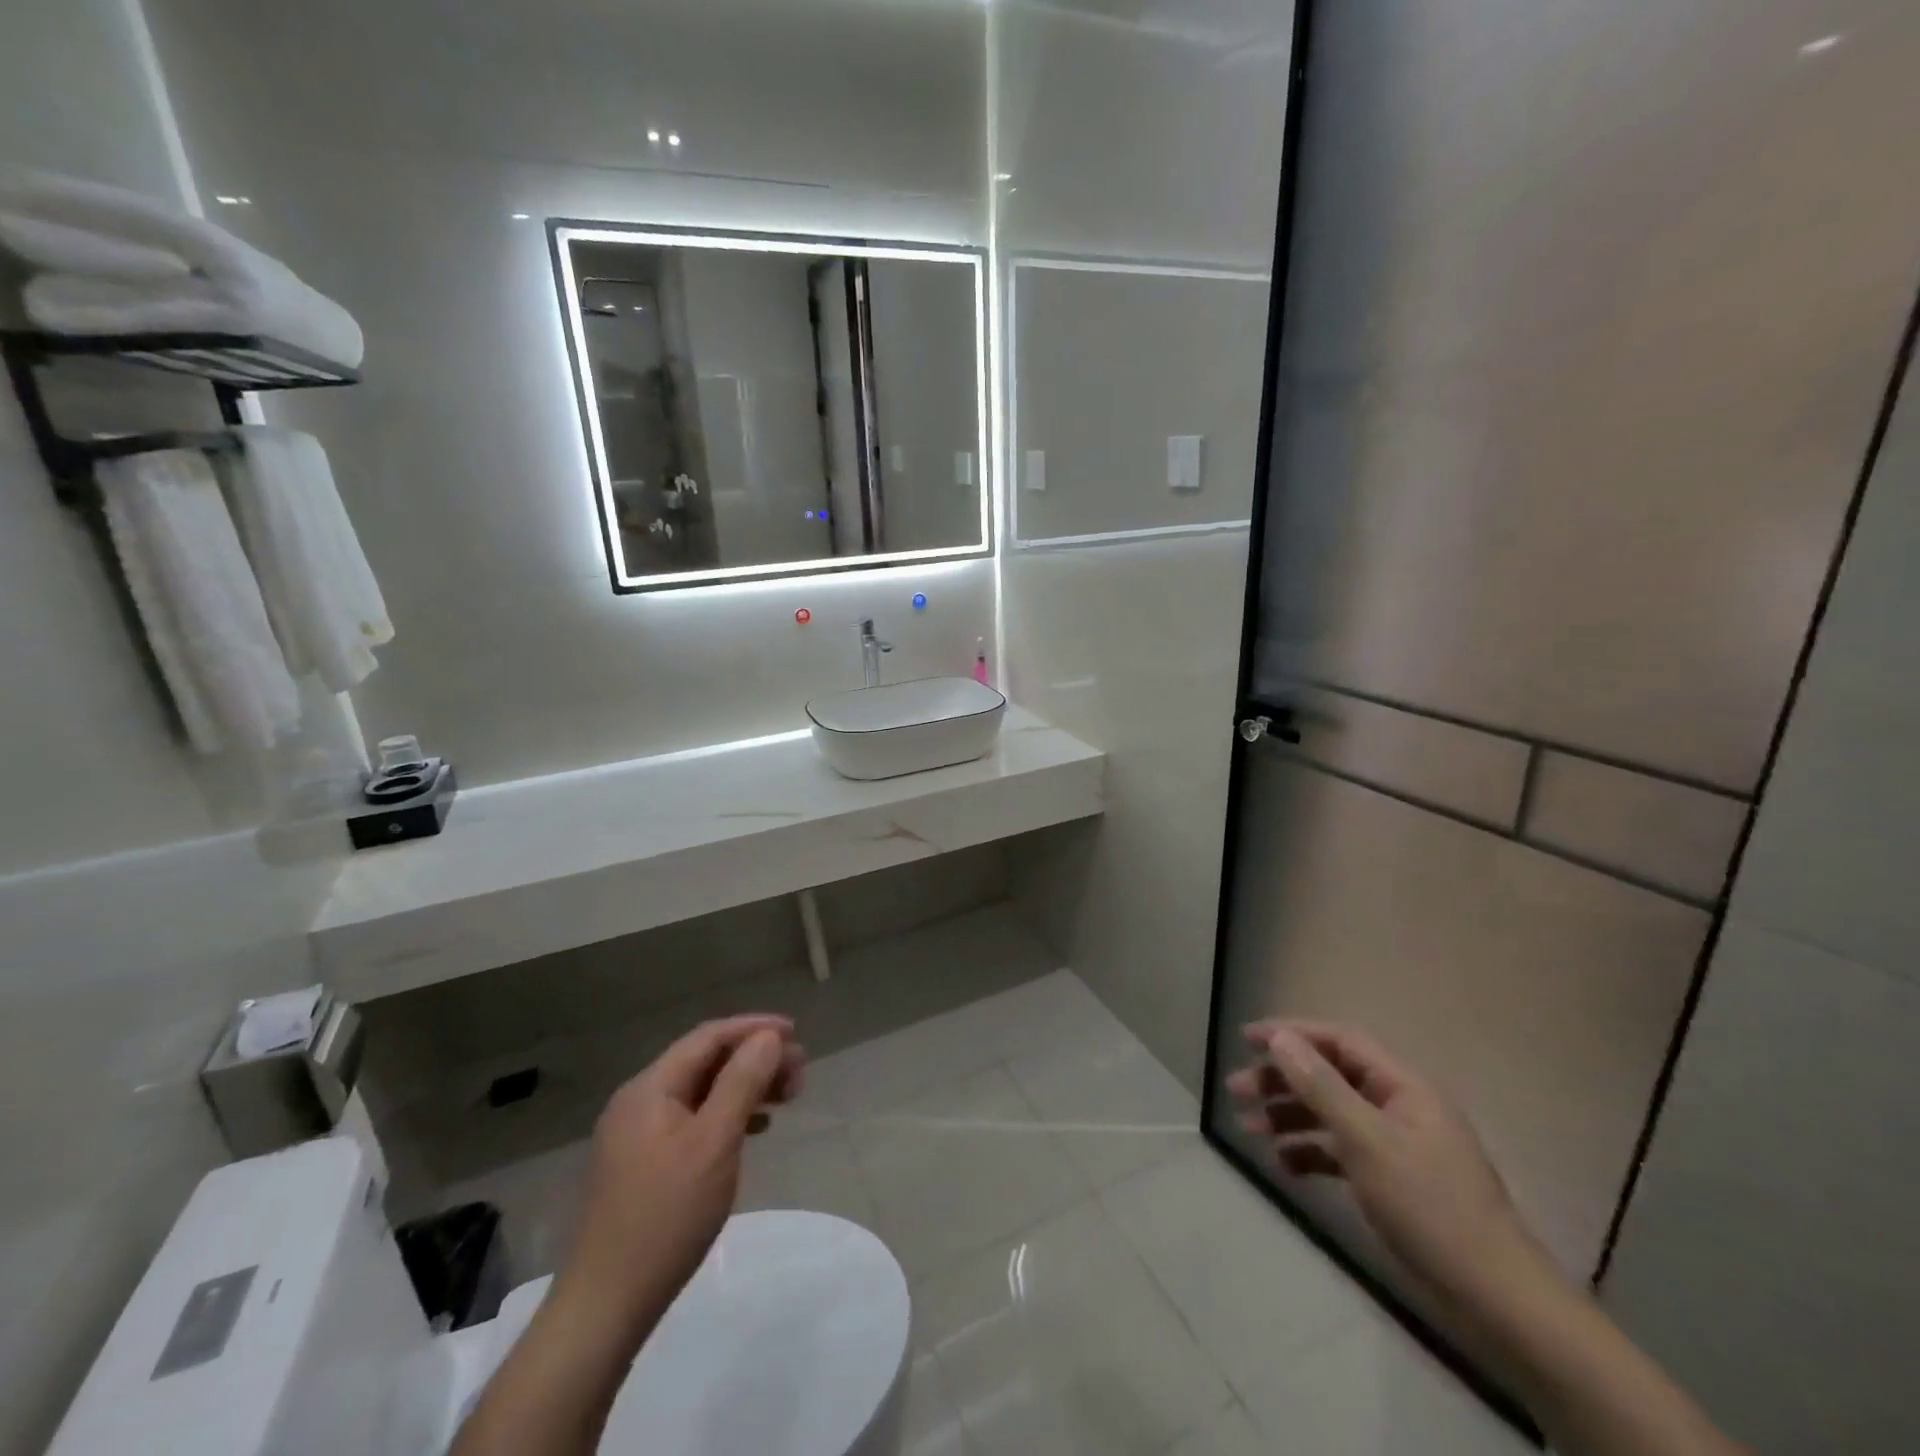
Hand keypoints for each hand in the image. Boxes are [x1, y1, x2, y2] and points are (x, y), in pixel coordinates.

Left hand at [556, 1014, 805, 1346]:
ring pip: (702, 1092)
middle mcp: (639, 1102)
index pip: (708, 1037)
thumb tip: (769, 1037)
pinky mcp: (643, 1165)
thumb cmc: (665, 1218)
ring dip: (745, 1087)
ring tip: (787, 1097)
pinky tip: (755, 1129)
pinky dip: (728, 1115)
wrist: (605, 1307)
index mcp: (649, 1088)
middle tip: (799, 1073)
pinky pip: (694, 1120)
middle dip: (754, 1059)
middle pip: (705, 1062)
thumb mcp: (714, 1143)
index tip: (796, 1033)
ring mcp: (638, 1135)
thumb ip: (742, 1082)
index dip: (754, 1028)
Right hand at [1226, 1020, 1553, 1313]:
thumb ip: (1322, 1088)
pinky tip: (1283, 1165)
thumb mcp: (1369, 1142)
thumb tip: (1282, 1039)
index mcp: (1402, 1086)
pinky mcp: (1389, 1180)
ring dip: (1288, 1116)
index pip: (1340, 1041)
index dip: (1293, 1034)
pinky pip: (1339, 1151)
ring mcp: (1393, 1144)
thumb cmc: (1431, 1208)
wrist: (1496, 1300)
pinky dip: (1309, 1153)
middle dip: (1281, 1080)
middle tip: (1237, 1091)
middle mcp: (1397, 1106)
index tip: (1247, 1039)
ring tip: (1248, 1129)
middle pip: (1329, 1077)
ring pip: (1329, 1114)